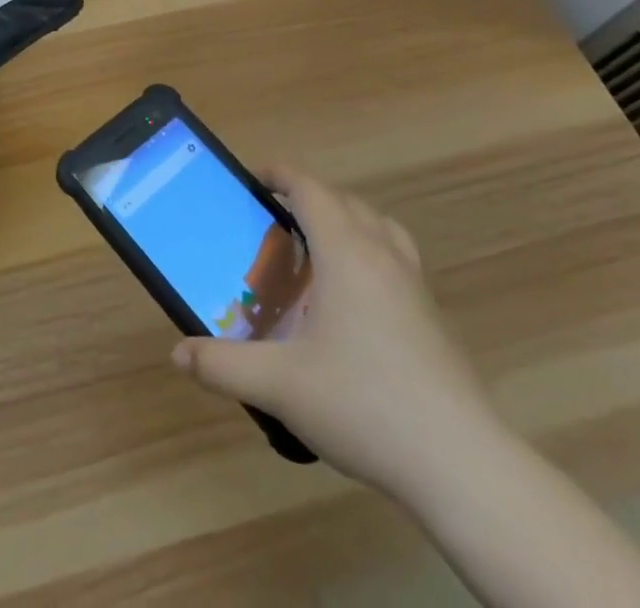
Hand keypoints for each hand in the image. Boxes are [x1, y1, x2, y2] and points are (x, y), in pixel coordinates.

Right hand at [170, 169, 500, 501]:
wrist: (461, 464)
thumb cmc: (364, 404)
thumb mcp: (280, 384)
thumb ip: (223, 366)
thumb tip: (178, 355)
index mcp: (346, 252)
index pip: (310, 189)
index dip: (279, 174)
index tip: (251, 180)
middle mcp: (382, 254)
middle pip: (344, 201)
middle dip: (306, 198)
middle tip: (272, 222)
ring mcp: (414, 285)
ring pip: (378, 225)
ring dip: (345, 221)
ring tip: (316, 251)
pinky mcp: (433, 316)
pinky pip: (396, 258)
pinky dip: (369, 254)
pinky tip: (353, 303)